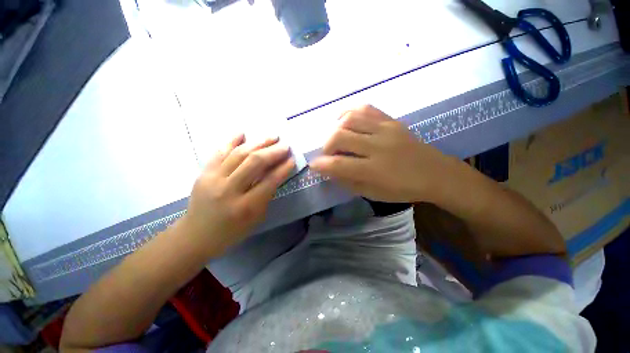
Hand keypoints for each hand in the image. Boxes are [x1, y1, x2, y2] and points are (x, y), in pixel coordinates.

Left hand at [180, 134, 294, 256]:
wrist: (195, 236)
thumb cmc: (231, 231)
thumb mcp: (256, 218)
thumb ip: (266, 195)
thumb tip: (276, 173)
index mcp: (245, 207)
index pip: (269, 181)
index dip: (283, 168)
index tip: (292, 159)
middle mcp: (229, 190)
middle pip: (254, 163)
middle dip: (273, 152)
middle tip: (285, 145)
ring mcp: (213, 179)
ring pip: (239, 154)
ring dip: (258, 143)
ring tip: (272, 136)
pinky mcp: (203, 173)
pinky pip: (219, 152)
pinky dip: (231, 141)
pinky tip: (243, 133)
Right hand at [310, 105, 457, 202]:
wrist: (435, 173)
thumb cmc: (403, 189)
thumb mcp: (373, 193)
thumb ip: (348, 181)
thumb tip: (330, 170)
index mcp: (374, 170)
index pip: (338, 165)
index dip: (321, 165)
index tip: (313, 165)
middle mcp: (378, 147)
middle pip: (340, 136)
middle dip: (326, 145)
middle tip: (328, 153)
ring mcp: (386, 130)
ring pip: (350, 118)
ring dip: (336, 128)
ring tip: (337, 137)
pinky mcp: (392, 121)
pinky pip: (366, 109)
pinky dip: (350, 112)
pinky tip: (345, 120)